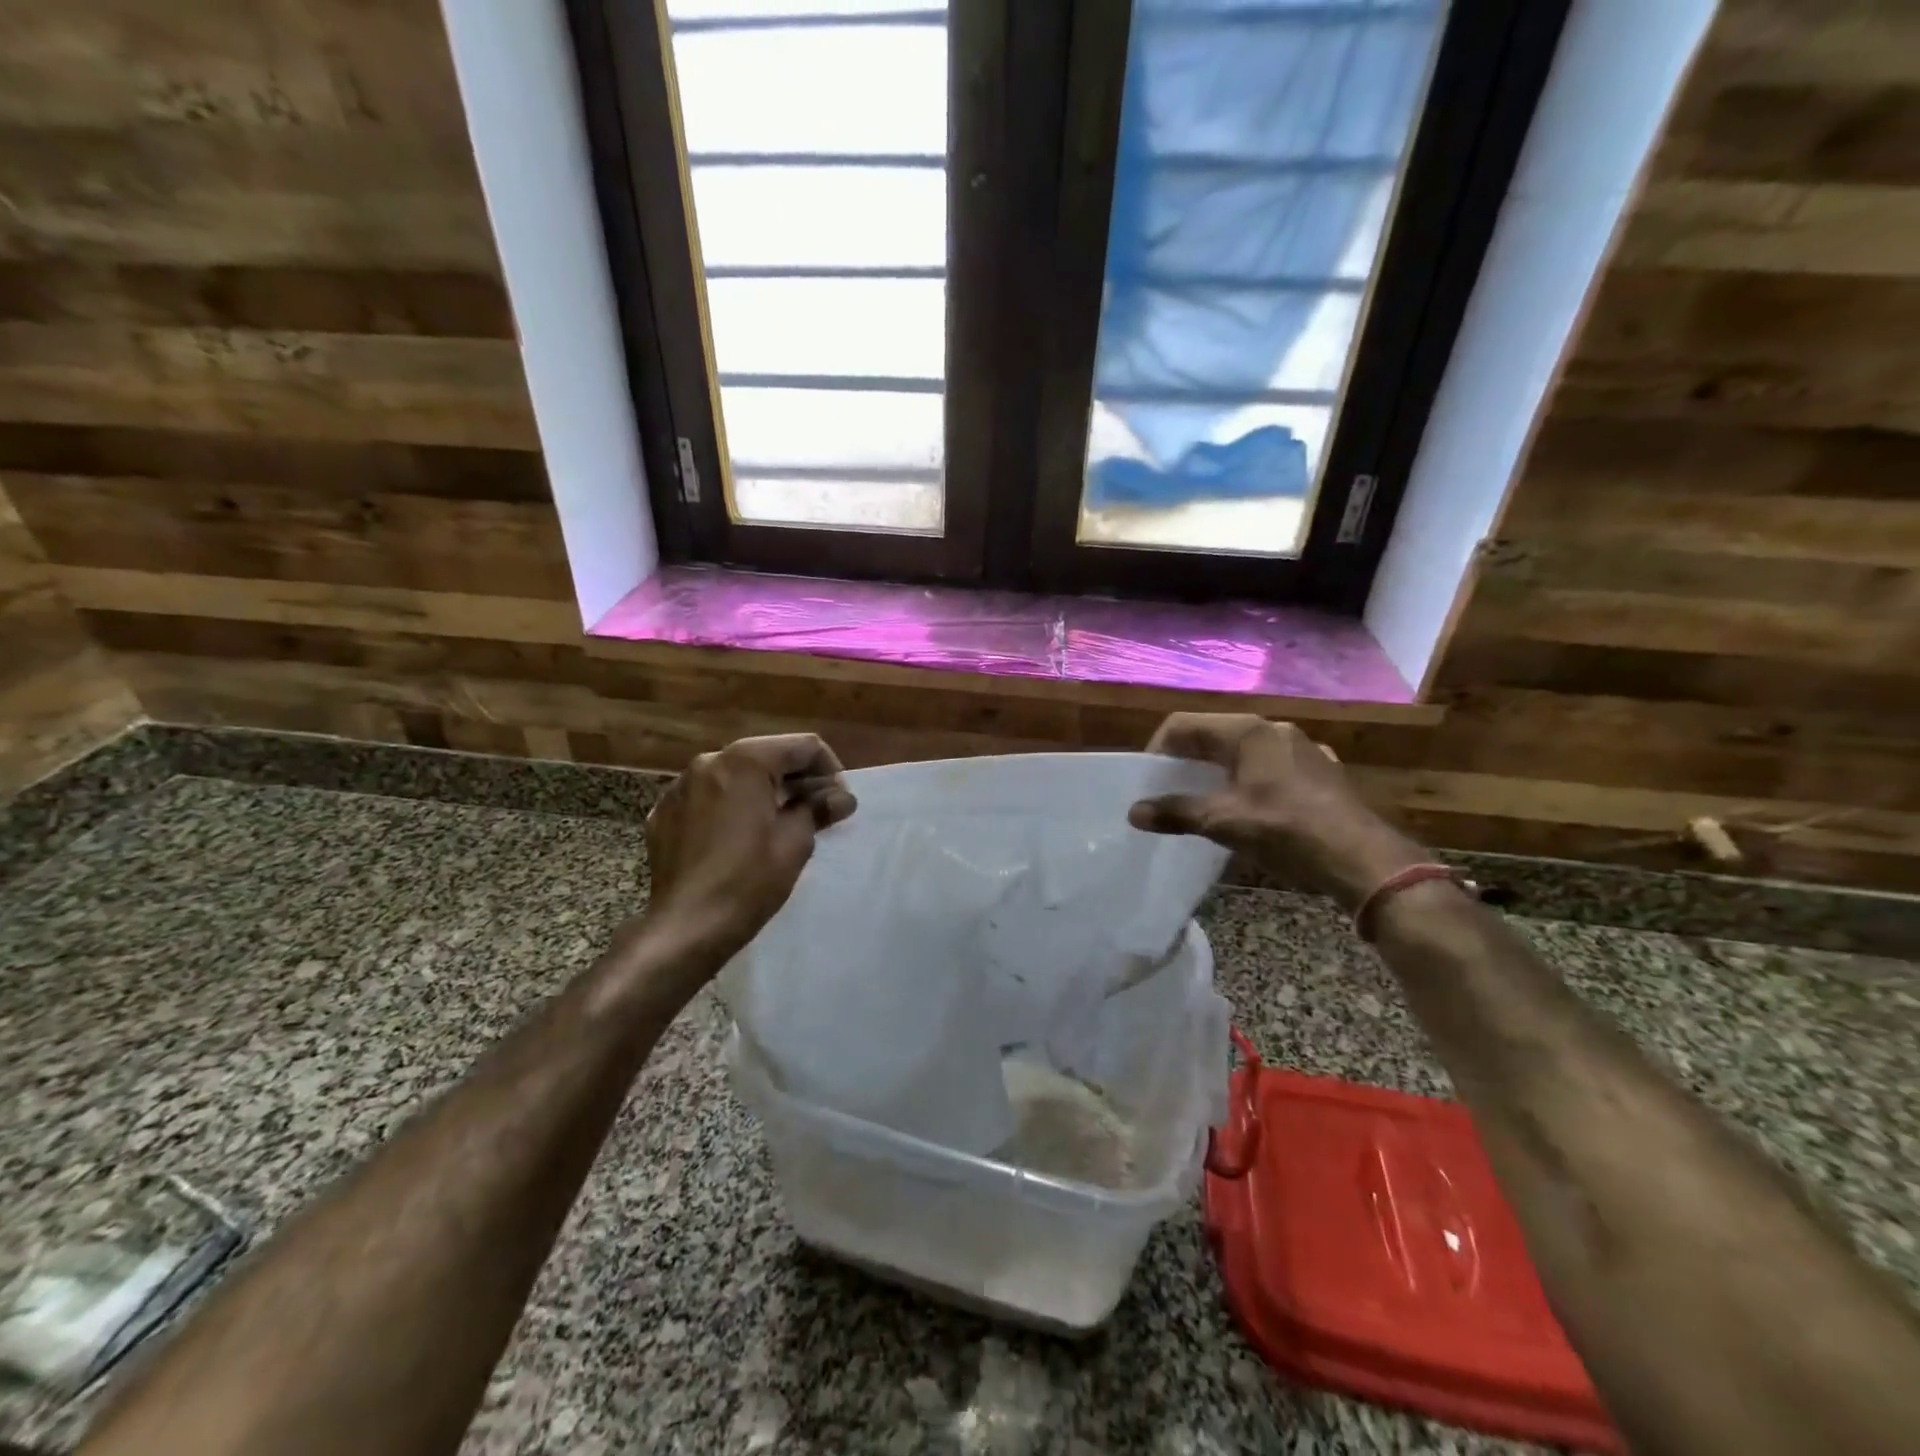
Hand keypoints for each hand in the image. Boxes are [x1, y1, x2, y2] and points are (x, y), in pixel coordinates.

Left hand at [644, 734, 856, 964]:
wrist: (686, 927)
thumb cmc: (749, 880)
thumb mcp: (795, 842)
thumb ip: (818, 808)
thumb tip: (841, 798)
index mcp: (745, 761)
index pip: (803, 746)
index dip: (829, 769)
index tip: (838, 802)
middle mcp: (709, 762)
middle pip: (767, 756)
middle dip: (796, 779)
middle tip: (816, 812)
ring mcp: (680, 787)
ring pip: (735, 776)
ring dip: (762, 791)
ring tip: (778, 824)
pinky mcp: (663, 813)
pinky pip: (708, 798)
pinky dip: (730, 807)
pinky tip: (739, 837)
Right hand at [1128, 713, 1425, 908]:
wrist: (1364, 858)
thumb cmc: (1286, 830)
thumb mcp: (1223, 822)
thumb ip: (1176, 812)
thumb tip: (1134, 812)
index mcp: (1247, 732)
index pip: (1184, 725)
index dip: (1158, 749)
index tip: (1148, 781)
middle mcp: (1274, 730)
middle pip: (1213, 735)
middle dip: (1186, 762)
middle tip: (1169, 792)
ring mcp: (1301, 749)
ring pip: (1243, 752)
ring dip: (1217, 773)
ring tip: (1204, 803)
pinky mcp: (1320, 772)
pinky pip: (1270, 768)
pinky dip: (1248, 782)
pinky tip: (1251, 811)